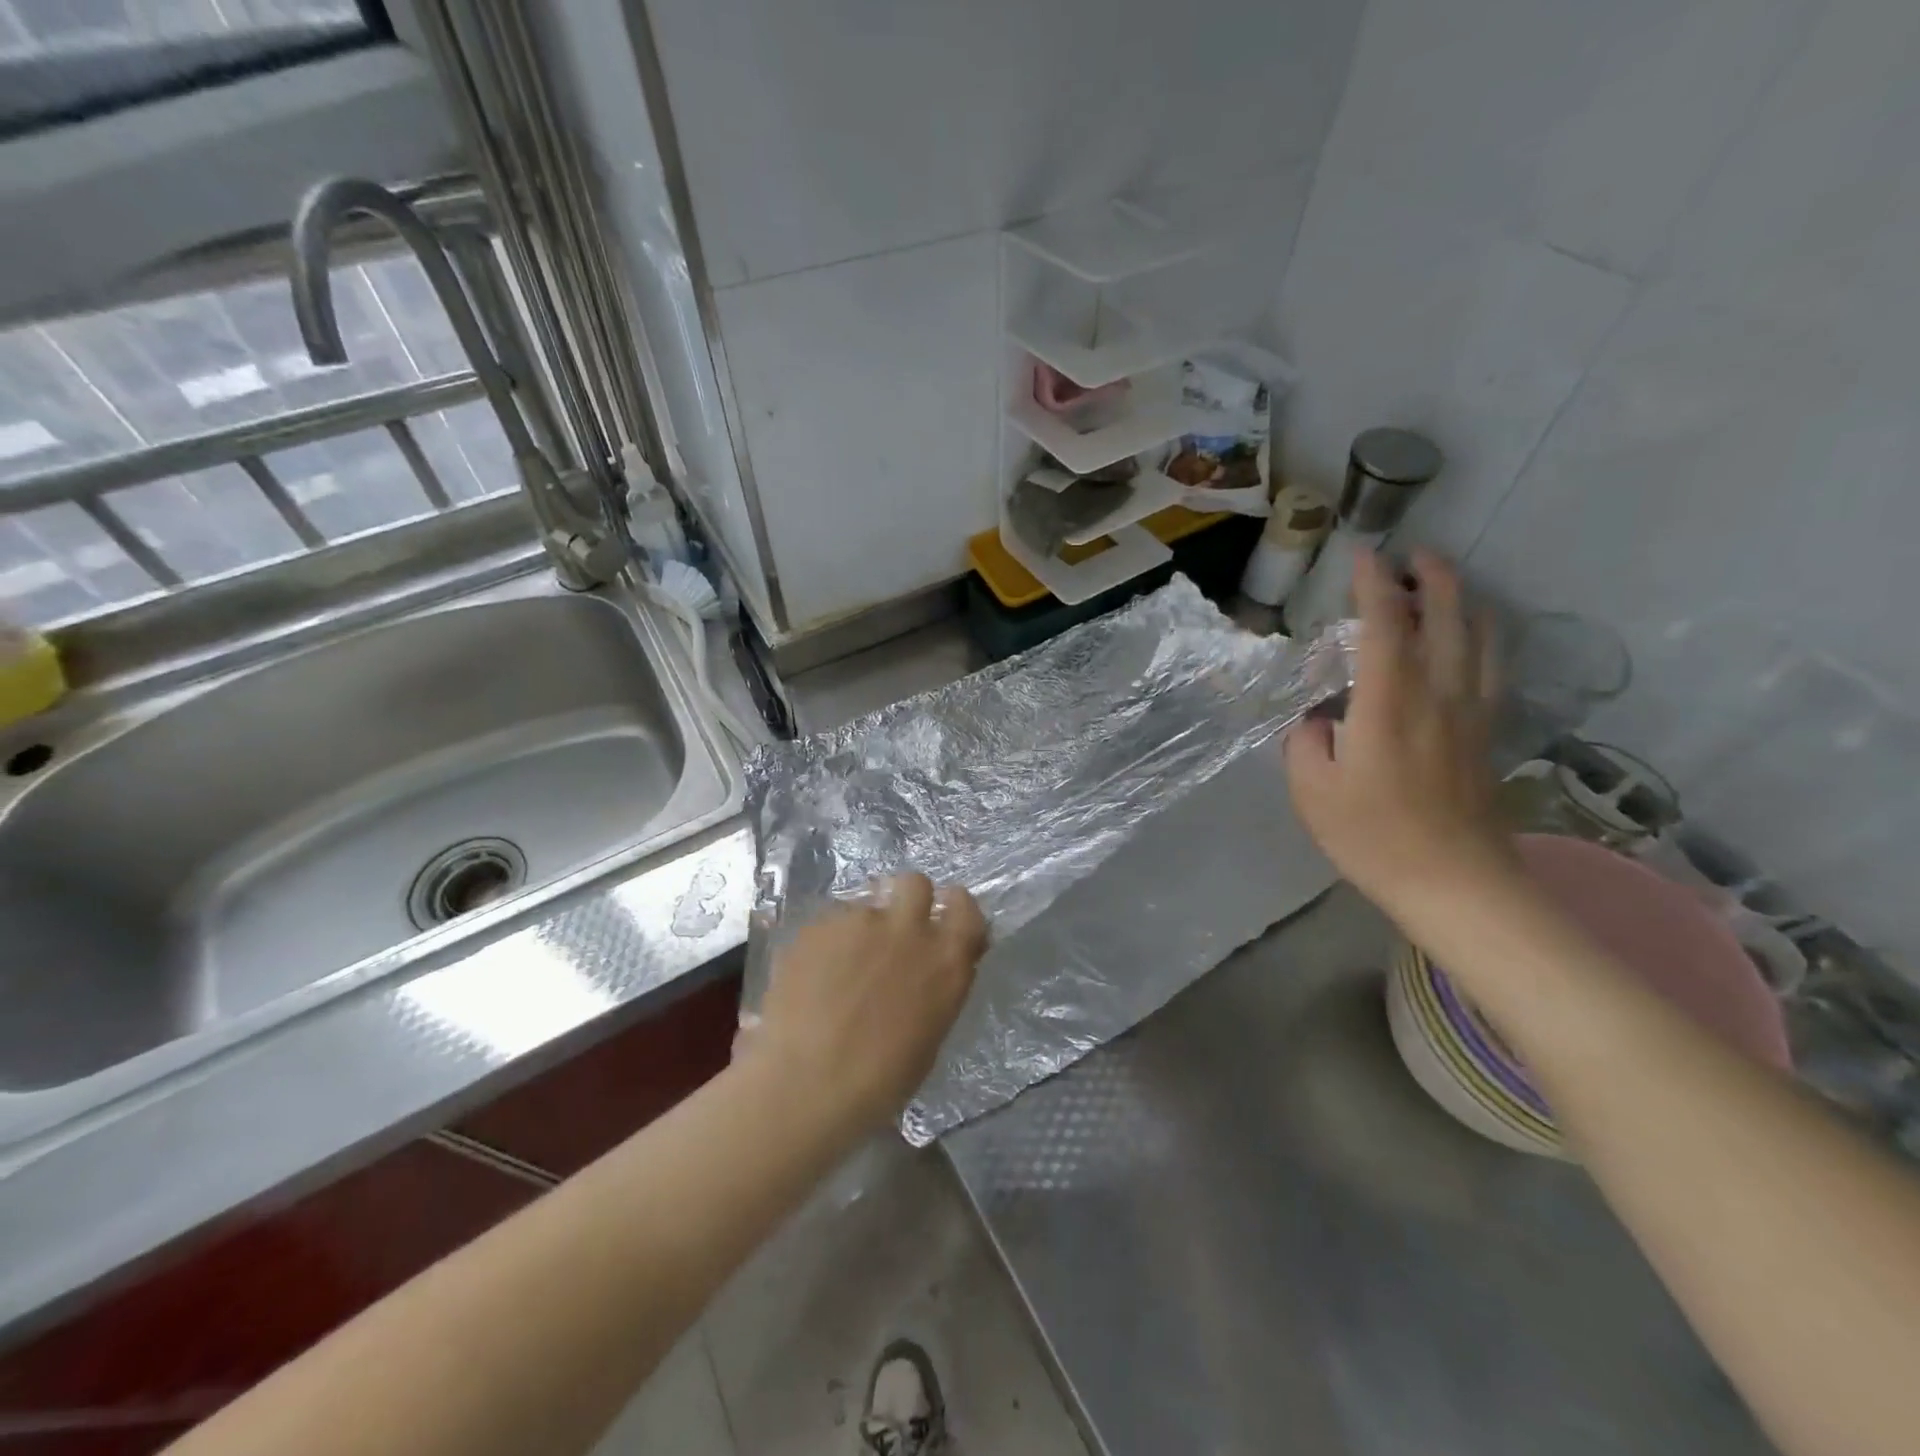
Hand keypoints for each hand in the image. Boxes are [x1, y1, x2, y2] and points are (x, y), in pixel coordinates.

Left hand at [744, 874, 987, 1135]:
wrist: (805, 1087)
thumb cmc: (879, 1083)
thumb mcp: (929, 1035)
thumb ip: (936, 987)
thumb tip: (931, 968)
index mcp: (945, 960)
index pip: (965, 906)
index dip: (954, 908)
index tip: (942, 921)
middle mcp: (907, 929)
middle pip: (915, 882)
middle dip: (907, 898)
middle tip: (893, 929)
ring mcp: (859, 922)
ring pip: (866, 905)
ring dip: (861, 927)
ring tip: (840, 966)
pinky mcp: (818, 925)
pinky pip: (830, 923)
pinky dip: (827, 943)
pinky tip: (812, 977)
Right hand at [1283, 549, 1516, 916]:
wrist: (1455, 883)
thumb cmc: (1373, 837)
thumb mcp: (1312, 791)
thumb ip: (1306, 743)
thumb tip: (1317, 720)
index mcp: (1388, 703)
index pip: (1385, 626)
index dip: (1373, 585)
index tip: (1362, 555)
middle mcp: (1437, 695)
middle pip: (1445, 619)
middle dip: (1431, 578)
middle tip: (1414, 554)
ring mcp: (1471, 713)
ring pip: (1479, 638)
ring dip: (1463, 601)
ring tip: (1446, 584)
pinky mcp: (1487, 734)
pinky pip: (1493, 668)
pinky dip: (1484, 639)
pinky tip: (1475, 638)